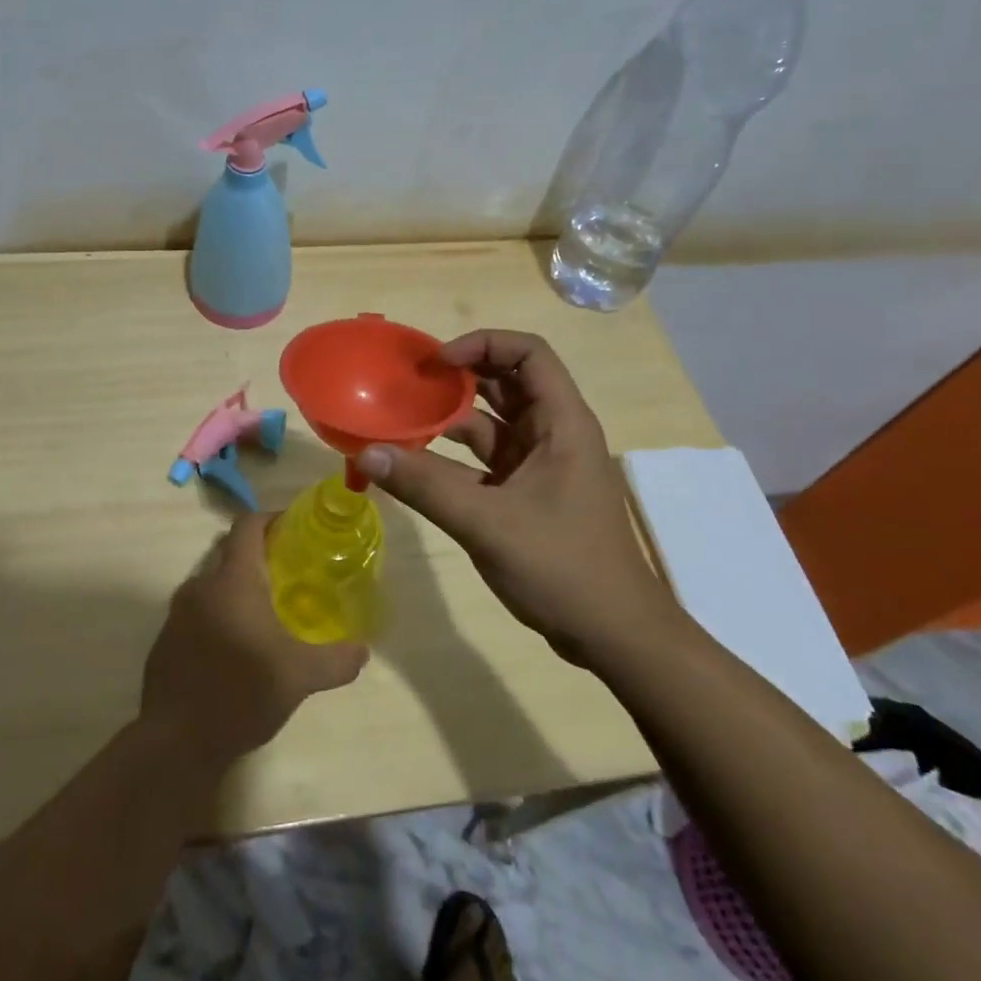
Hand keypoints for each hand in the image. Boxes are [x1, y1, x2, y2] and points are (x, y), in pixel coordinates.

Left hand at [140, 513, 367, 765]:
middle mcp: (200, 586)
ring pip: (212, 585)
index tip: (295, 530)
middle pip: (229, 552)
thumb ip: (337, 659)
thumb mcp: (300, 677)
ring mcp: (177, 614)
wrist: (175, 743)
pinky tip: (235, 649)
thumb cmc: (240, 693)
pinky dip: (217, 617)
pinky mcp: (164, 642)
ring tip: (265, 614)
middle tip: (288, 575)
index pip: (247, 525)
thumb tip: (363, 651)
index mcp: (232, 580)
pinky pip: (196, 614)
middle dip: (258, 556)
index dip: (271, 520)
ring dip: (236, 590)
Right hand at [356, 329, 675, 664]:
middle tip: (410, 382)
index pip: (528, 353)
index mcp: (562, 423)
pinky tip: (415, 464)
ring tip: (403, 417)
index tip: (438, 363)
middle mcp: (553, 433)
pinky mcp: (526, 493)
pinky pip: (485, 460)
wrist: (614, 636)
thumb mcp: (487, 522)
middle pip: (506, 382)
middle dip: (459, 377)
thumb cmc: (563, 567)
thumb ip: (425, 486)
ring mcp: (540, 465)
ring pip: (492, 423)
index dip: (483, 344)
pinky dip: (452, 457)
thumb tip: (367, 452)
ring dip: (451, 418)